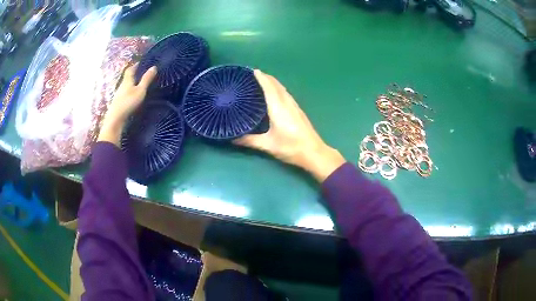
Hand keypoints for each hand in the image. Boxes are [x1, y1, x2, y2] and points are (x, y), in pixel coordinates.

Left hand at [98, 64, 156, 145]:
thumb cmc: (128, 102)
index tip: (140, 63)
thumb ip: (146, 79)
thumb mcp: (140, 90)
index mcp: (127, 80)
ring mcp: (118, 94)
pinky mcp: (117, 102)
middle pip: (127, 77)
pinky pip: (124, 93)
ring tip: (137, 84)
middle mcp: (122, 85)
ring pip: (125, 85)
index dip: (135, 65)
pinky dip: (128, 91)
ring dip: (130, 83)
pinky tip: (131, 95)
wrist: (115, 118)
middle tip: (140, 72)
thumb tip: (154, 67)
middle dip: (133, 74)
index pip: (130, 69)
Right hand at [234, 70, 345, 181]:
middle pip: (277, 85)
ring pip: (283, 89)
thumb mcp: (268, 145)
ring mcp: (294, 106)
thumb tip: (232, 138)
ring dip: (273, 83)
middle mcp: (287, 103)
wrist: (314, 152)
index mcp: (278, 107)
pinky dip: (278, 89)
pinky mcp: (298, 111)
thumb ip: (250, 141)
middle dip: (266, 77)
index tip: (253, 71)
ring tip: (262, 82)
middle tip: (253, 75)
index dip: (261, 78)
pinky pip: (286, 94)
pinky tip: (275, 95)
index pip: (269, 87)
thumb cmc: (291, 147)